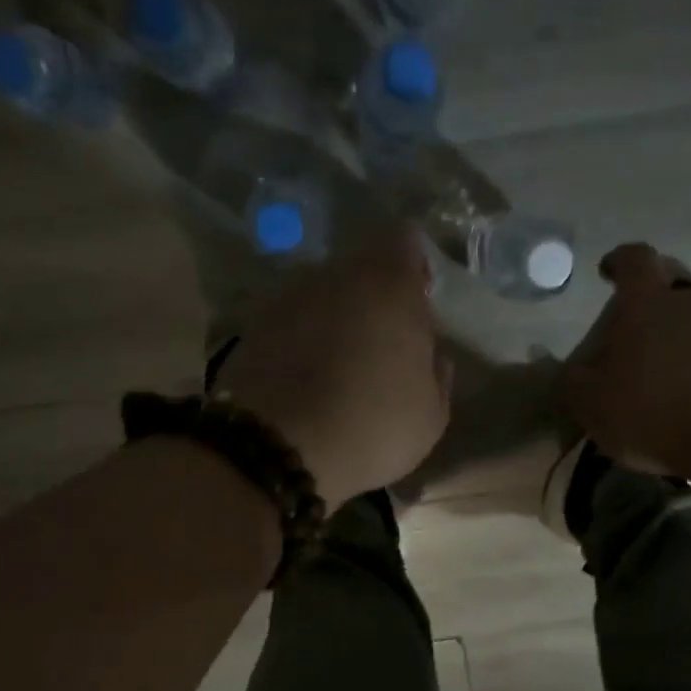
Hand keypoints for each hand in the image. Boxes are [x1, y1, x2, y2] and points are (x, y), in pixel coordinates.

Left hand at [216, 224, 450, 509]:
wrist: (278, 449)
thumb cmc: (372, 427)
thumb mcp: (430, 416)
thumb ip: (437, 375)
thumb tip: (432, 357)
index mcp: (389, 285)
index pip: (405, 241)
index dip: (413, 269)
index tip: (418, 305)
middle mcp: (335, 276)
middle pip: (360, 270)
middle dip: (374, 298)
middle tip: (383, 345)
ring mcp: (288, 298)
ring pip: (323, 296)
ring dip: (335, 320)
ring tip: (341, 369)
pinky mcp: (253, 327)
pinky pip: (291, 324)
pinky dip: (301, 342)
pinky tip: (306, 381)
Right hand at [563, 242, 690, 475]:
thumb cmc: (652, 408)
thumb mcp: (591, 403)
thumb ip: (574, 383)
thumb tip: (571, 372)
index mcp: (646, 302)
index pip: (634, 259)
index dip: (618, 261)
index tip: (607, 271)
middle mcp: (690, 303)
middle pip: (670, 283)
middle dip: (649, 298)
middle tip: (631, 327)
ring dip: (676, 337)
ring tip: (657, 374)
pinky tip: (686, 398)